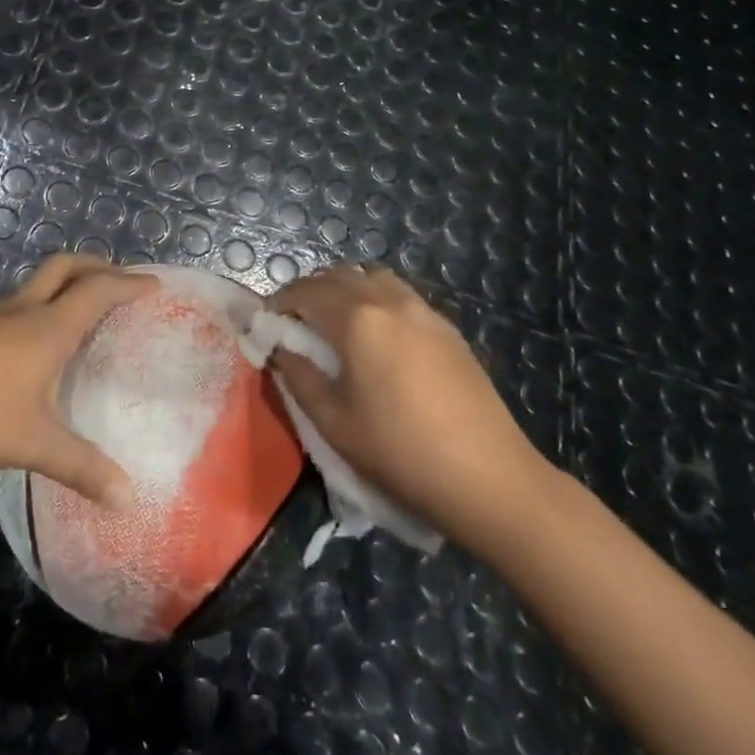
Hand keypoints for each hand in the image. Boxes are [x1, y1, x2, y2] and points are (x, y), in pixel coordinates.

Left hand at [0, 254, 156, 509]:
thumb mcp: (33, 445)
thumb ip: (81, 469)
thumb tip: (127, 499)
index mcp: (49, 328)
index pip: (98, 291)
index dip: (128, 284)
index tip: (152, 285)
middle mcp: (20, 310)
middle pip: (64, 267)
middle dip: (94, 265)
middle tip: (116, 278)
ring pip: (30, 287)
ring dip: (57, 289)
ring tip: (69, 318)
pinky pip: (1, 310)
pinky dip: (23, 315)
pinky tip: (14, 351)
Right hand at [271, 264, 556, 555]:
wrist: (489, 478)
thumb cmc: (399, 452)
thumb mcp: (333, 422)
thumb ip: (299, 376)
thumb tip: (281, 349)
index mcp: (357, 320)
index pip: (305, 292)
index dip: (280, 302)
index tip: (266, 323)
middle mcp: (390, 301)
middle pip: (339, 276)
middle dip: (310, 291)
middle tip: (295, 321)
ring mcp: (424, 312)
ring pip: (374, 278)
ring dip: (346, 289)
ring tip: (335, 323)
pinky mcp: (448, 329)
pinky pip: (401, 295)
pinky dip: (376, 299)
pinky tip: (378, 337)